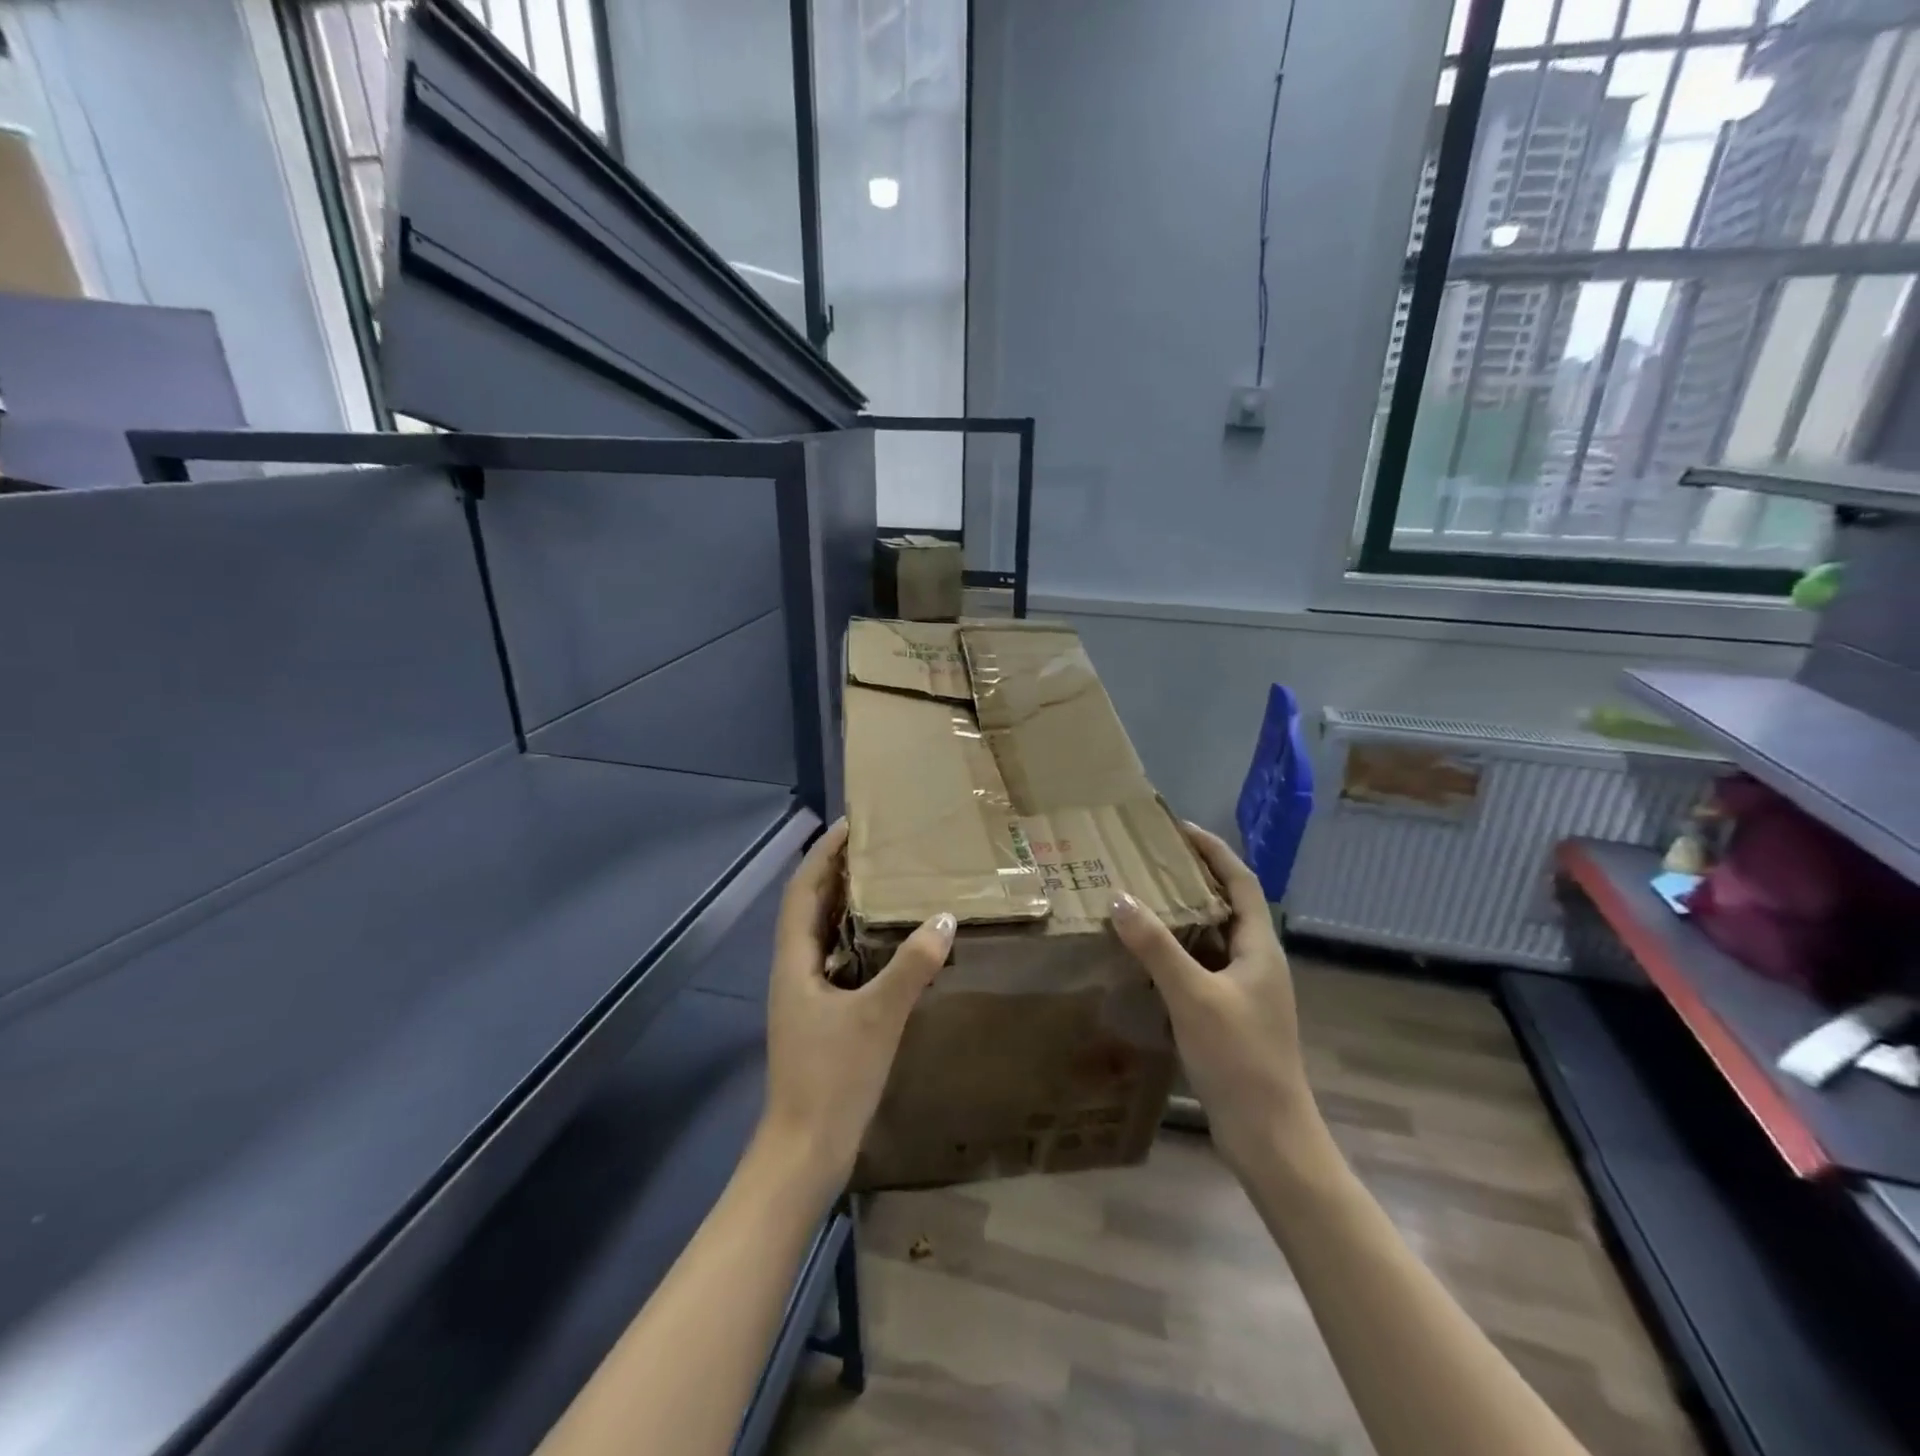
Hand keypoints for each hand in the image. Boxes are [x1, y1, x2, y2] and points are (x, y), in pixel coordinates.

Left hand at [759, 820, 955, 1195]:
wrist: (805, 1150)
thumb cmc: (833, 1077)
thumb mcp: (878, 1016)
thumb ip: (911, 966)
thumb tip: (944, 919)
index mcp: (793, 960)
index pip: (803, 889)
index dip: (823, 853)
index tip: (851, 823)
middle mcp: (793, 969)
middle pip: (810, 906)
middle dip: (836, 871)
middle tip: (876, 845)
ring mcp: (804, 995)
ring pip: (822, 934)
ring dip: (846, 904)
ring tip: (885, 882)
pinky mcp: (820, 1016)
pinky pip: (837, 961)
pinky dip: (857, 940)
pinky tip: (887, 943)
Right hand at [1109, 824, 1319, 1170]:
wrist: (1269, 1136)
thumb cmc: (1239, 1058)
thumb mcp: (1193, 996)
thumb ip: (1156, 947)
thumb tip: (1120, 898)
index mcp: (1260, 948)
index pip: (1241, 882)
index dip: (1214, 851)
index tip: (1180, 828)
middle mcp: (1258, 963)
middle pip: (1228, 906)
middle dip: (1194, 879)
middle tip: (1151, 862)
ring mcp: (1247, 992)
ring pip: (1213, 940)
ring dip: (1183, 917)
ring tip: (1143, 900)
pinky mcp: (1232, 1017)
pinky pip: (1203, 969)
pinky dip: (1178, 954)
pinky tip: (1148, 959)